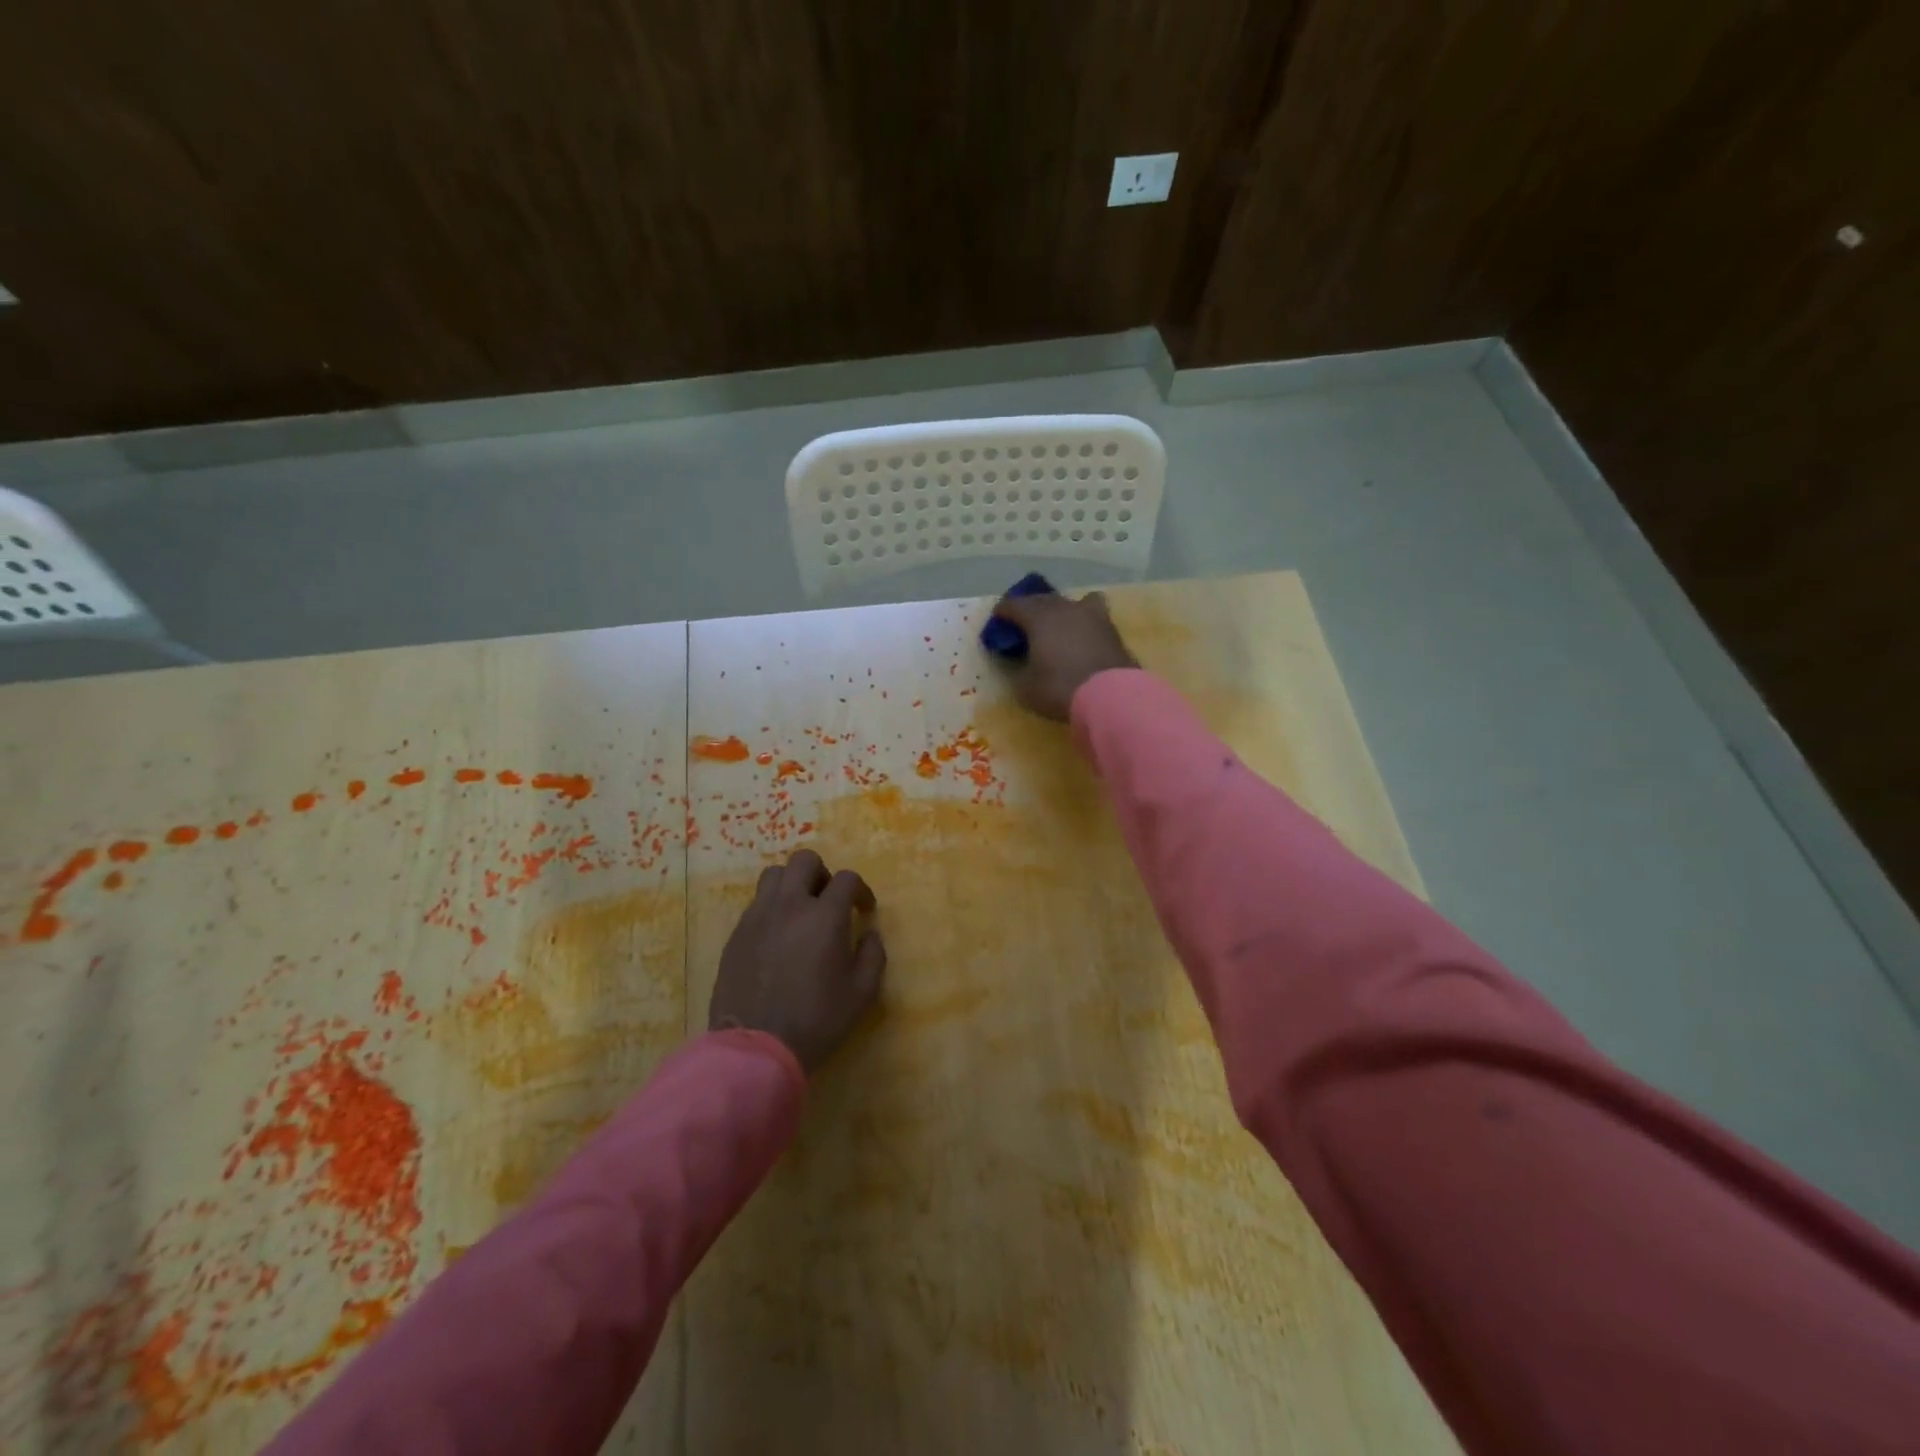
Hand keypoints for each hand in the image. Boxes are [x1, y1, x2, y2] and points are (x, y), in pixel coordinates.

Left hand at [709, 850, 885, 1073]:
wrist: (756, 1048)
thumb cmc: (817, 1021)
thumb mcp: (862, 994)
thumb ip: (873, 956)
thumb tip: (869, 934)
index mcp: (824, 916)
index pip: (846, 879)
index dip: (860, 890)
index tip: (863, 910)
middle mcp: (790, 905)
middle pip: (805, 861)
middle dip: (823, 874)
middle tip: (829, 902)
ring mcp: (758, 917)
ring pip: (774, 875)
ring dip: (792, 884)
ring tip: (800, 911)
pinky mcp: (736, 934)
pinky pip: (756, 903)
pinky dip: (771, 907)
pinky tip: (778, 936)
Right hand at [987, 590, 1138, 721]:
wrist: (1112, 696)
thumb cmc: (1060, 688)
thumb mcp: (1026, 687)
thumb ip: (1019, 670)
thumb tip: (1021, 663)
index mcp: (1039, 617)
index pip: (1014, 604)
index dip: (1003, 611)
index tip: (998, 618)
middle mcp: (1065, 608)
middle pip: (1043, 599)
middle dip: (1031, 608)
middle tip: (1024, 623)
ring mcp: (1093, 616)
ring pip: (1072, 602)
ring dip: (1061, 611)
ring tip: (1057, 626)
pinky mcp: (1112, 630)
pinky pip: (1092, 617)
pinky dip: (1082, 623)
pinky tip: (1081, 638)